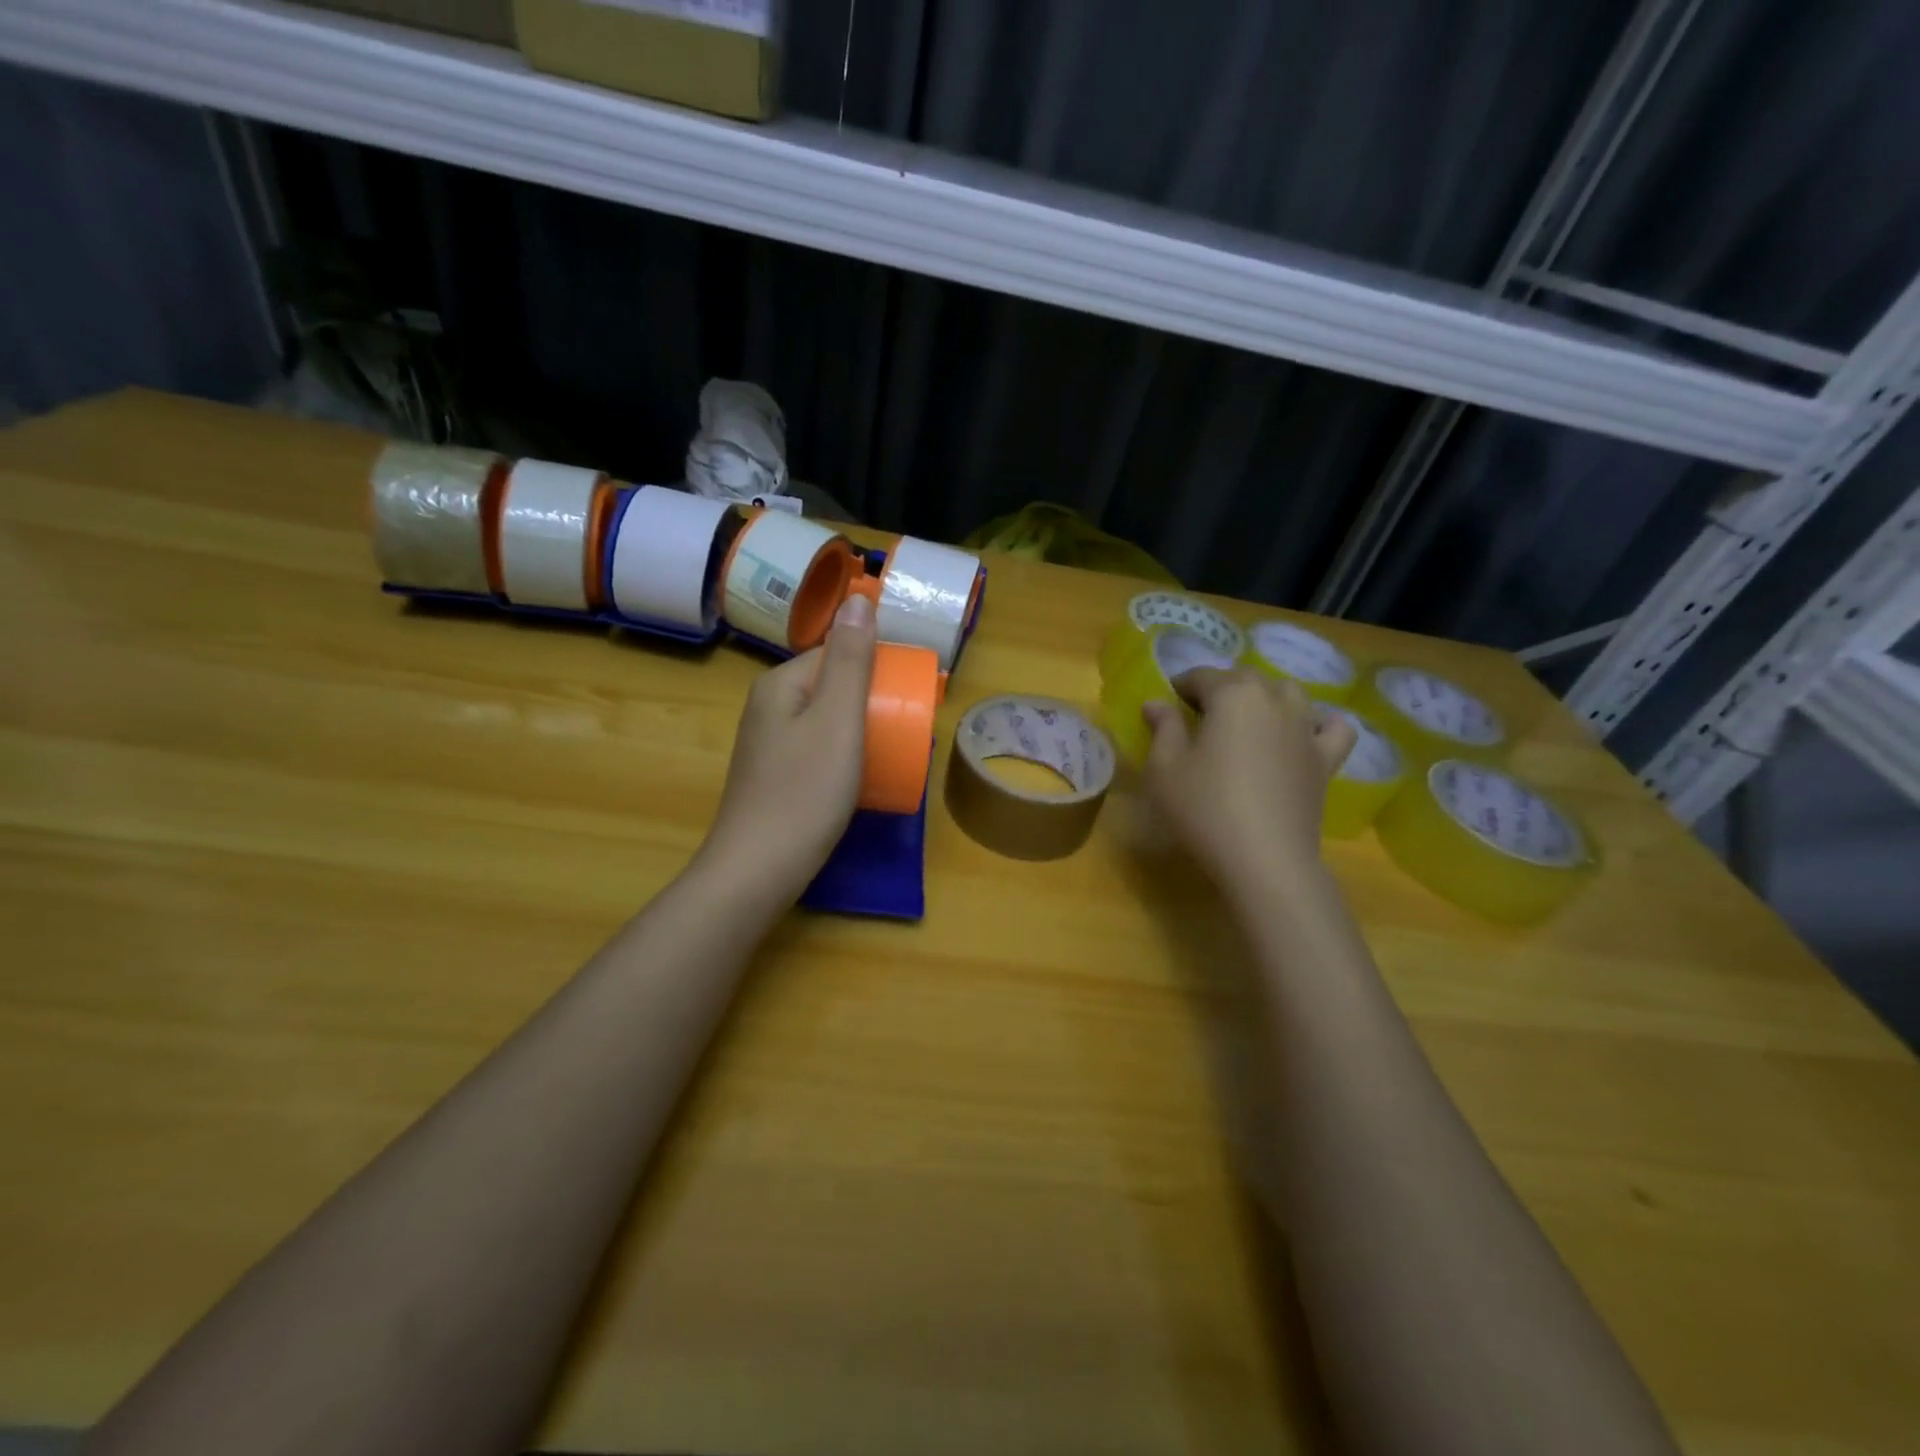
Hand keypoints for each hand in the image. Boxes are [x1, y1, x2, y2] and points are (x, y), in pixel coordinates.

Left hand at [694, 593, 877, 904]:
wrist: (758, 871)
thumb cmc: (805, 792)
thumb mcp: (837, 720)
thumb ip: (850, 660)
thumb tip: (858, 598)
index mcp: (780, 685)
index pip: (834, 652)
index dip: (874, 665)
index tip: (909, 692)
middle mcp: (768, 708)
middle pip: (830, 686)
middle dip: (870, 700)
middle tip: (906, 728)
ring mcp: (767, 745)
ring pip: (825, 721)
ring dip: (859, 729)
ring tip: (890, 752)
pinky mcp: (773, 777)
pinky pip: (816, 750)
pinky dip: (843, 755)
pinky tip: (859, 778)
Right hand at [1141, 668, 1356, 894]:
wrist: (1264, 859)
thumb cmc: (1205, 808)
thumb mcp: (1165, 768)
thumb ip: (1163, 728)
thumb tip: (1156, 702)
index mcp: (1233, 695)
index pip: (1202, 676)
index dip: (1181, 686)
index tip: (1167, 704)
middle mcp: (1274, 700)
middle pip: (1245, 679)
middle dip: (1220, 689)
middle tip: (1198, 716)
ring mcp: (1306, 728)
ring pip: (1288, 693)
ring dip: (1264, 698)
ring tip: (1245, 722)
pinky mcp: (1326, 759)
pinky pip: (1333, 727)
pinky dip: (1319, 723)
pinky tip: (1303, 735)